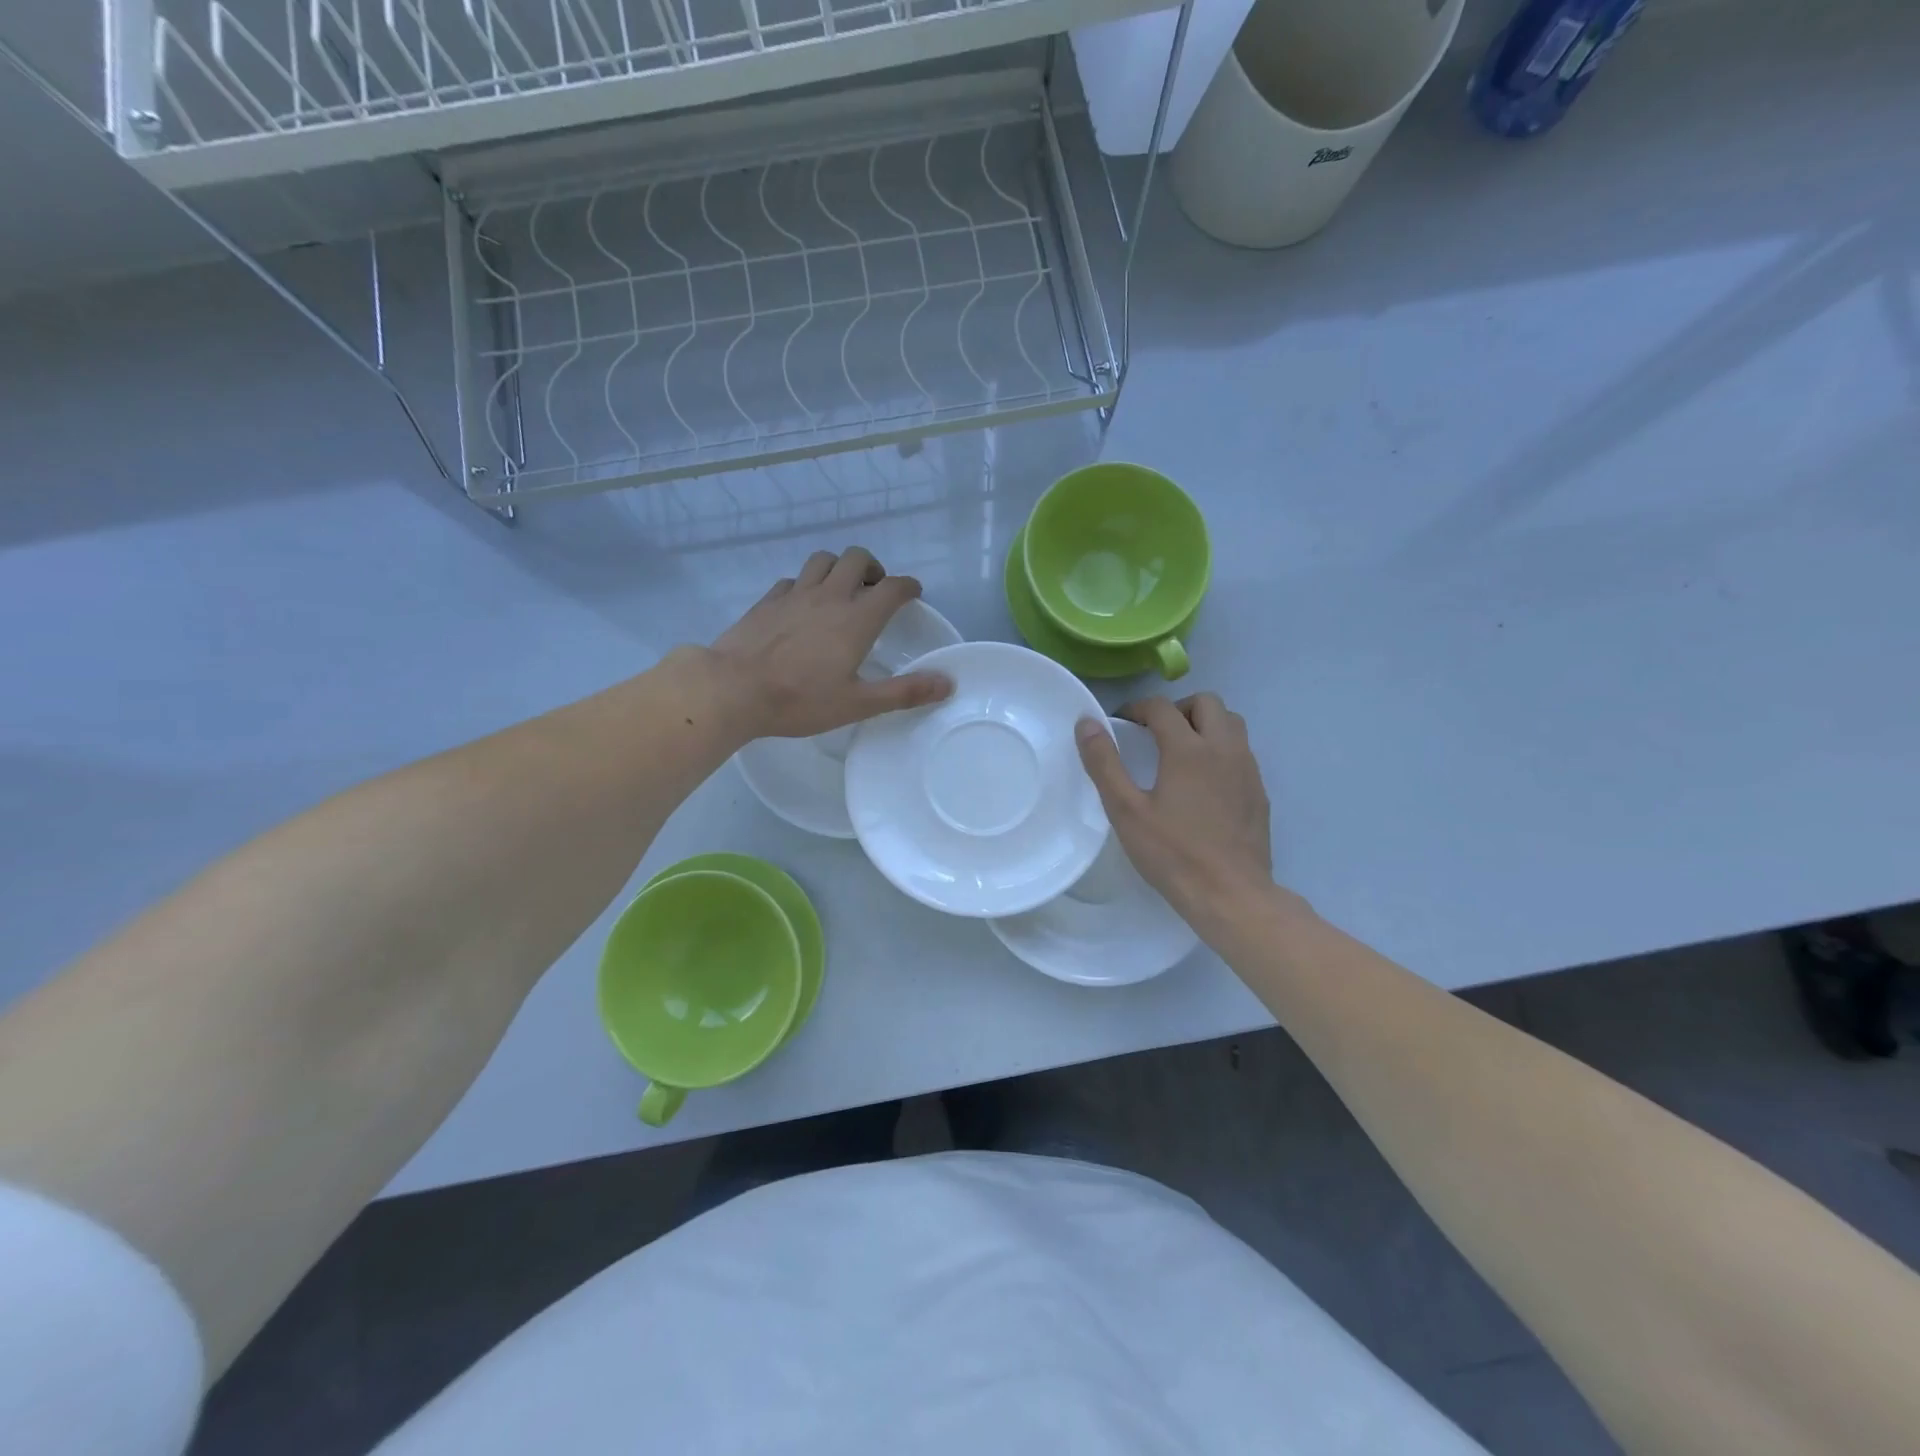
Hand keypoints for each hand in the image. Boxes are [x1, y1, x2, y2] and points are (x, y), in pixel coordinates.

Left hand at [708, 548, 953, 738]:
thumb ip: (904, 692)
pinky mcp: (767, 601)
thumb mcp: (858, 704)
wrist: (733, 689)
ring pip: (822, 560)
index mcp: (857, 619)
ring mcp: (794, 594)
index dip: (908, 586)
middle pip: (856, 558)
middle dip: (872, 568)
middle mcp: (829, 596)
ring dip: (838, 568)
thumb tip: (947, 683)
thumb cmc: (800, 700)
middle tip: (874, 590)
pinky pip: (792, 579)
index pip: (892, 587)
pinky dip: (805, 585)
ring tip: (840, 591)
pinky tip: (801, 606)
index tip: (913, 594)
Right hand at [1076, 694, 1273, 929]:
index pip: (1161, 708)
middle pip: (1206, 703)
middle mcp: (1224, 749)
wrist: (1231, 895)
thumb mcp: (1126, 811)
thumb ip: (1105, 764)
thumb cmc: (1173, 854)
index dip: (1137, 708)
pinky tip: (1203, 783)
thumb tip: (1086, 723)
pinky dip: (1220, 749)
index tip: (1121, 724)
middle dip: (1177, 709)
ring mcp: (1248, 770)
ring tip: (1180, 753)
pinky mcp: (1259, 792)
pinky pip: (1241, 752)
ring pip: (1231, 724)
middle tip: (1154, 734)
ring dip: (1204, 724)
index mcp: (1189, 749)